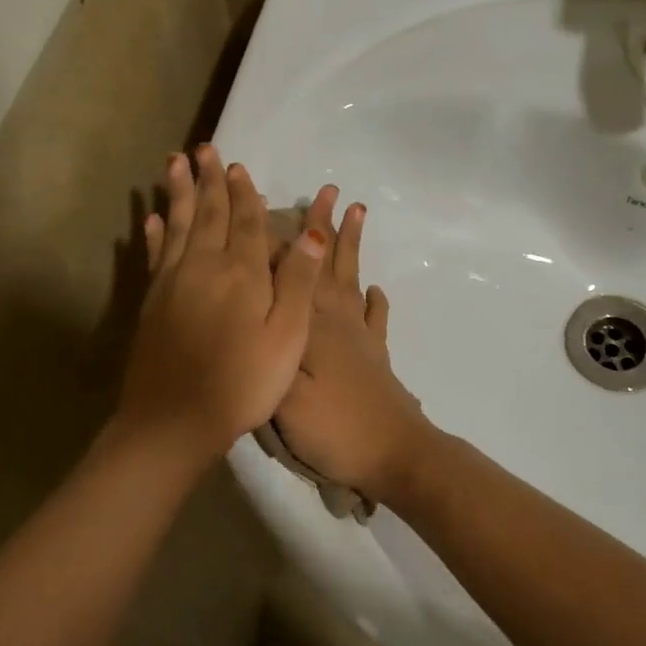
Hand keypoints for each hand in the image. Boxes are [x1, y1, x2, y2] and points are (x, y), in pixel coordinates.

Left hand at [116, 145, 325, 463]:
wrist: (175, 420)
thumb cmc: (242, 382)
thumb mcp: (286, 337)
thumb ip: (297, 282)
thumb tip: (310, 233)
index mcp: (242, 274)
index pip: (246, 222)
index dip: (244, 193)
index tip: (238, 166)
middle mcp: (204, 267)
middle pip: (209, 214)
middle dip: (209, 180)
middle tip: (203, 148)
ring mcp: (173, 283)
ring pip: (179, 225)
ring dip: (179, 193)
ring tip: (174, 163)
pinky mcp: (152, 302)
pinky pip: (155, 254)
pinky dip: (155, 233)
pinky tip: (153, 217)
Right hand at [272, 187, 433, 500]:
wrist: (395, 454)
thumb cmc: (334, 426)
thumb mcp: (284, 394)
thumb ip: (267, 349)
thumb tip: (250, 309)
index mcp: (308, 325)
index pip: (288, 272)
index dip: (275, 237)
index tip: (264, 201)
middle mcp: (336, 320)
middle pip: (325, 265)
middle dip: (323, 226)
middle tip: (328, 191)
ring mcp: (360, 337)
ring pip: (351, 280)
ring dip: (351, 247)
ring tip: (358, 213)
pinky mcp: (376, 357)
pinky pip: (375, 319)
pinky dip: (376, 301)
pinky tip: (376, 290)